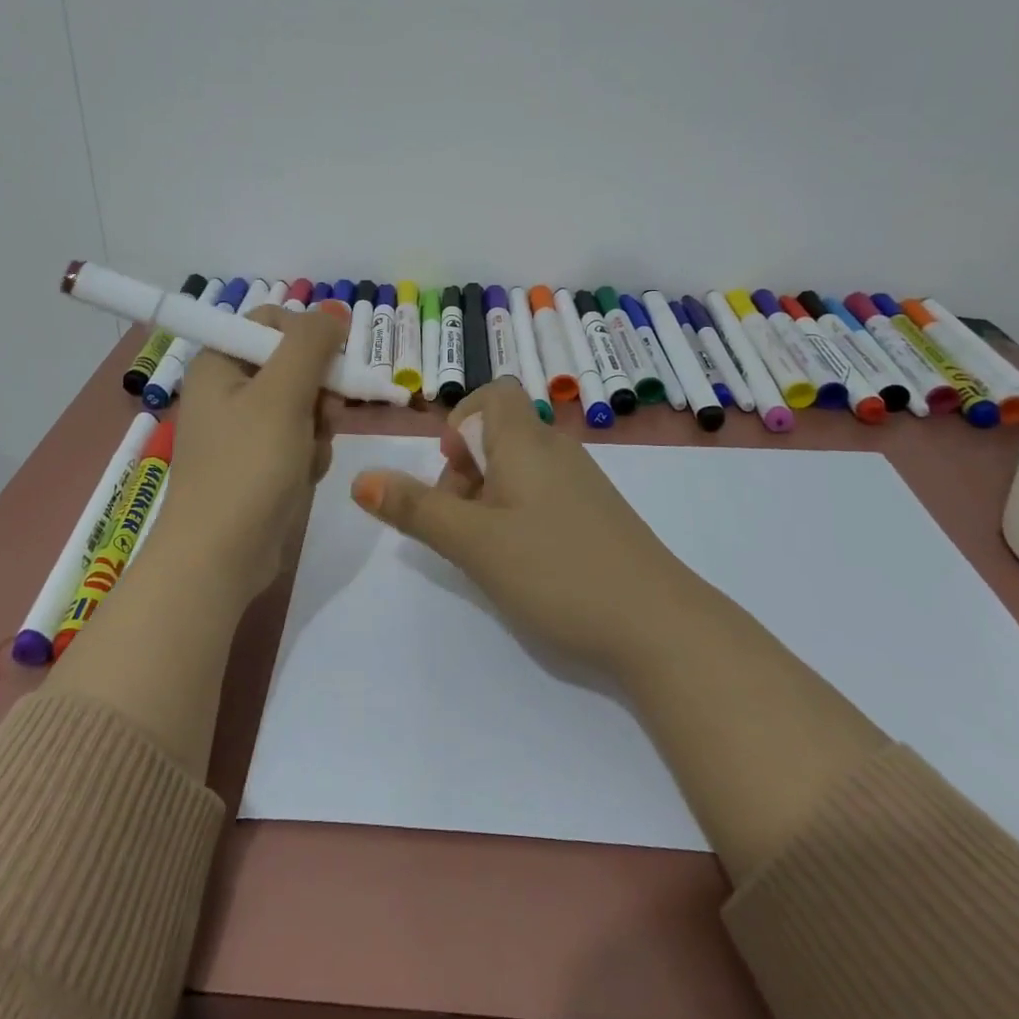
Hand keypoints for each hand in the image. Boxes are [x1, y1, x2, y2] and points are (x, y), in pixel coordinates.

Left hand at [159, 305, 346, 602]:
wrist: (220, 558)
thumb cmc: (247, 467)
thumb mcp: (282, 395)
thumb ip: (310, 344)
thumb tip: (334, 314)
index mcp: (219, 363)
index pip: (271, 321)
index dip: (307, 335)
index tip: (334, 360)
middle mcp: (227, 390)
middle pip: (293, 364)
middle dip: (318, 390)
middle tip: (325, 413)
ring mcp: (243, 430)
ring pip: (304, 405)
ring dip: (318, 426)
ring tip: (307, 455)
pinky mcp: (259, 464)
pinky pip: (299, 439)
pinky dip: (309, 454)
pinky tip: (304, 476)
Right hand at [348, 378, 697, 675]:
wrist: (657, 624)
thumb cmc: (556, 570)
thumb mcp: (473, 542)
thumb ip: (416, 509)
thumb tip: (361, 479)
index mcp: (527, 442)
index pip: (494, 394)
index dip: (462, 419)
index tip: (450, 469)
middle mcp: (557, 450)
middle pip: (501, 433)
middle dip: (467, 469)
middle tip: (460, 521)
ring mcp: (583, 484)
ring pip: (521, 468)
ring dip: (490, 496)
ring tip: (487, 548)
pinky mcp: (598, 515)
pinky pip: (545, 494)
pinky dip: (520, 513)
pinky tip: (525, 561)